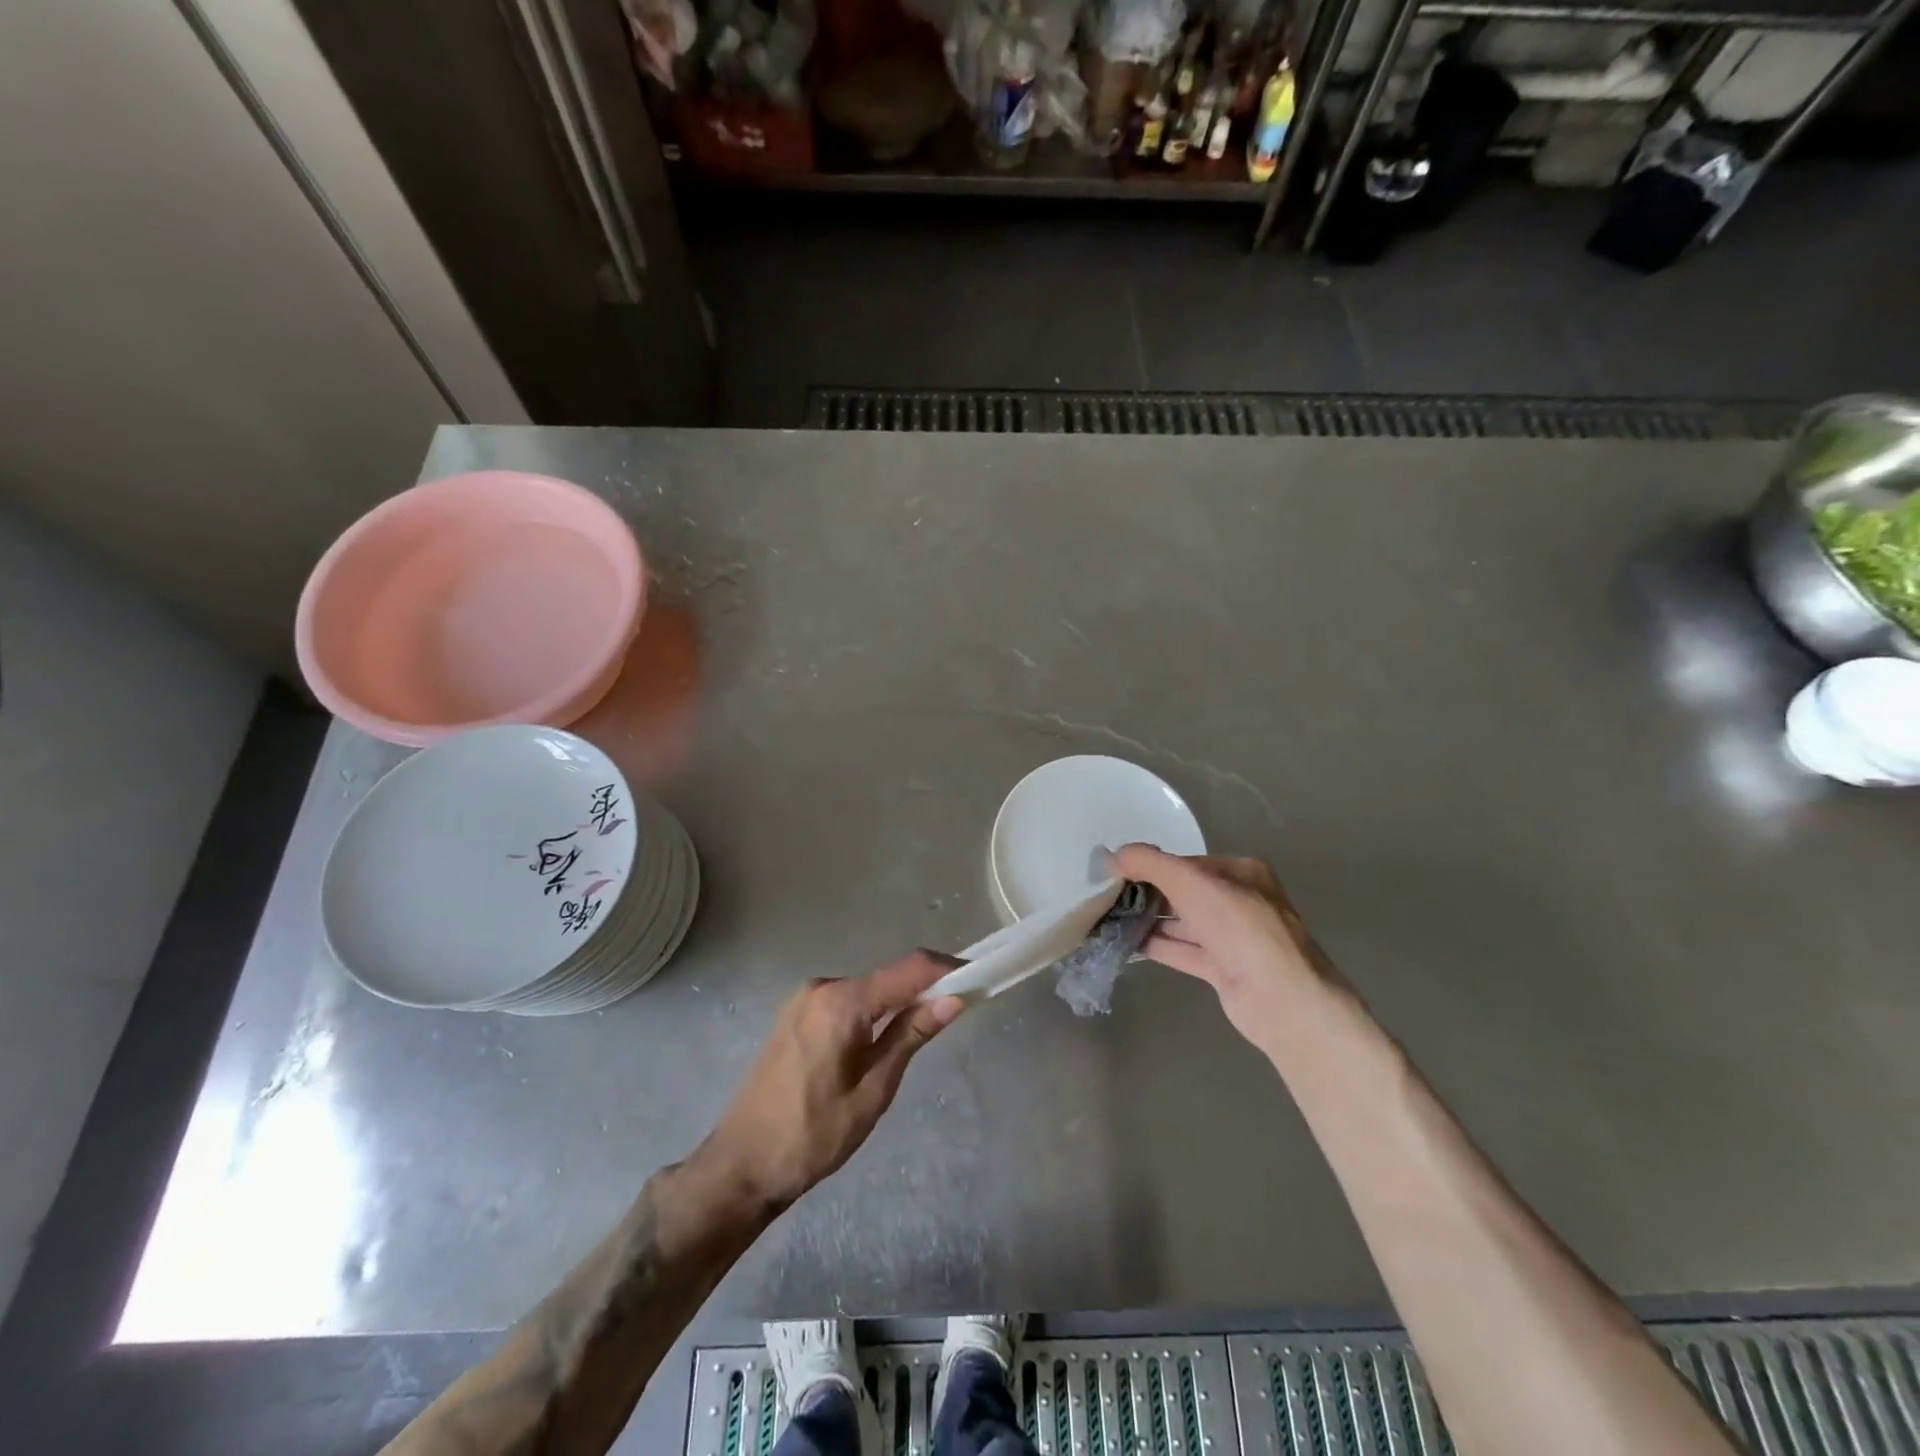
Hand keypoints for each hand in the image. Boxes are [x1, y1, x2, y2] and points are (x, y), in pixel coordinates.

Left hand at [700, 951, 964, 1209]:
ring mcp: (804, 999)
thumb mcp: (873, 1090)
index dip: (945, 968)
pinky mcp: (795, 1015)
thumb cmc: (812, 1136)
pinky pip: (845, 1003)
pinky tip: (879, 1042)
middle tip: (955, 1013)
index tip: (978, 976)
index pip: (907, 969)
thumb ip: (910, 1035)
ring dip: (896, 1004)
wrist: (740, 1166)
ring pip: (866, 991)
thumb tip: (953, 998)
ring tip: (920, 1035)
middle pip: (886, 977)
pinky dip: (871, 1013)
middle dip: (923, 989)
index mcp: (841, 1002)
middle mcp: (821, 987)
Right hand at [1109, 845, 1343, 1054]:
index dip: (1152, 866)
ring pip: (1182, 923)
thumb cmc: (1238, 927)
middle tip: (1107, 896)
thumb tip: (1112, 856)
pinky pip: (1182, 950)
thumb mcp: (1190, 882)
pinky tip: (1124, 942)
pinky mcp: (1223, 969)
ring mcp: (1233, 938)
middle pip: (1183, 892)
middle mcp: (1239, 902)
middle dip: (1147, 893)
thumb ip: (1149, 863)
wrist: (1280, 998)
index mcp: (1241, 873)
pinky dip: (1156, 945)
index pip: (1187, 864)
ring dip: (1148, 920)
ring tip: (1107, 918)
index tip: (1116, 873)